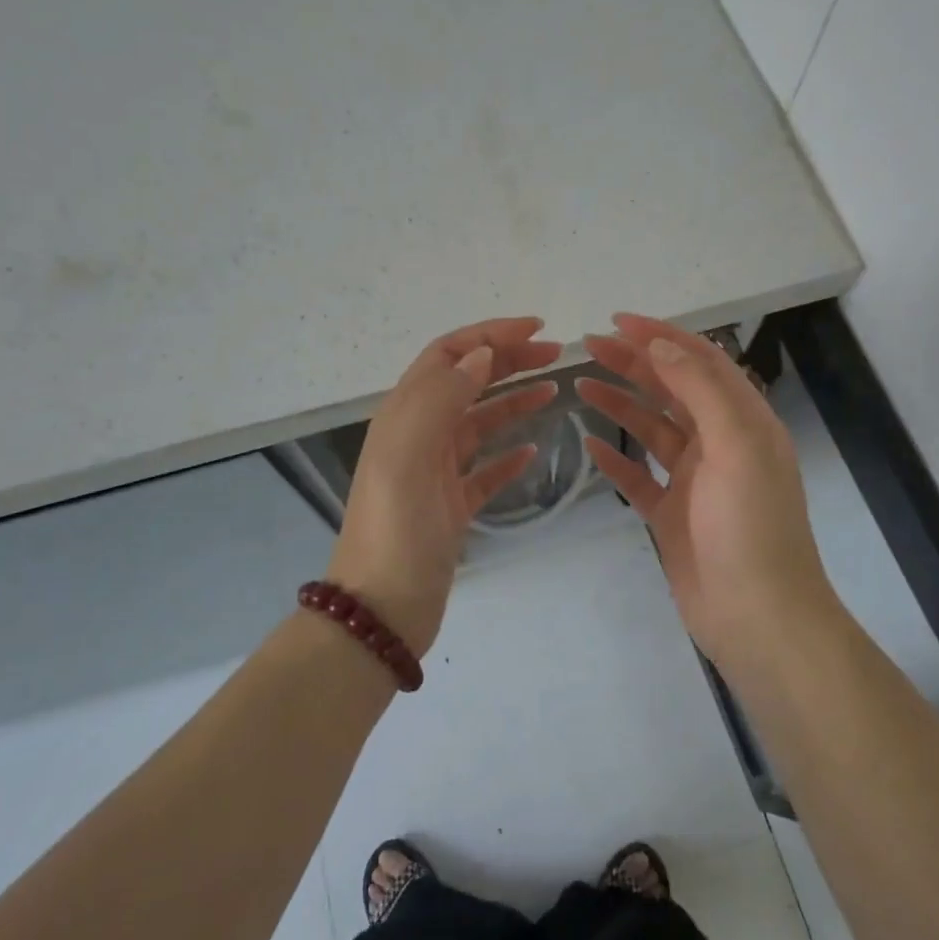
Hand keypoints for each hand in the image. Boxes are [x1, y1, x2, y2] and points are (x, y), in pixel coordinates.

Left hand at [327, 317, 561, 656]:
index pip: (449, 355)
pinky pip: (485, 470)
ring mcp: (435, 472)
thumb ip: (441, 397)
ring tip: (554, 392)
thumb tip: (481, 355)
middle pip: (467, 381)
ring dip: (514, 401)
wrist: (381, 611)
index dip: (490, 334)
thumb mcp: (410, 453)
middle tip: (556, 355)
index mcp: (405, 414)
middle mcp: (419, 435)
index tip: (537, 328)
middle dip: (509, 361)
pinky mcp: (451, 506)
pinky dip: (509, 456)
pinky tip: (533, 452)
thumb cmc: (396, 529)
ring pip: (479, 422)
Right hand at [579, 313, 834, 670]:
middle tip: (588, 345)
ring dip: (619, 403)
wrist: (757, 616)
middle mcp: (718, 443)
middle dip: (633, 363)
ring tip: (581, 383)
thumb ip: (701, 389)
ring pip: (650, 428)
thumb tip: (662, 343)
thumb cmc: (750, 526)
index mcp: (742, 421)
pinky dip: (614, 458)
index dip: (661, 336)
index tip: (618, 321)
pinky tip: (588, 443)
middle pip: (671, 389)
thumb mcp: (736, 445)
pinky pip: (636, 476)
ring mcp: (693, 480)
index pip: (700, 361)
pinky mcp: (670, 513)